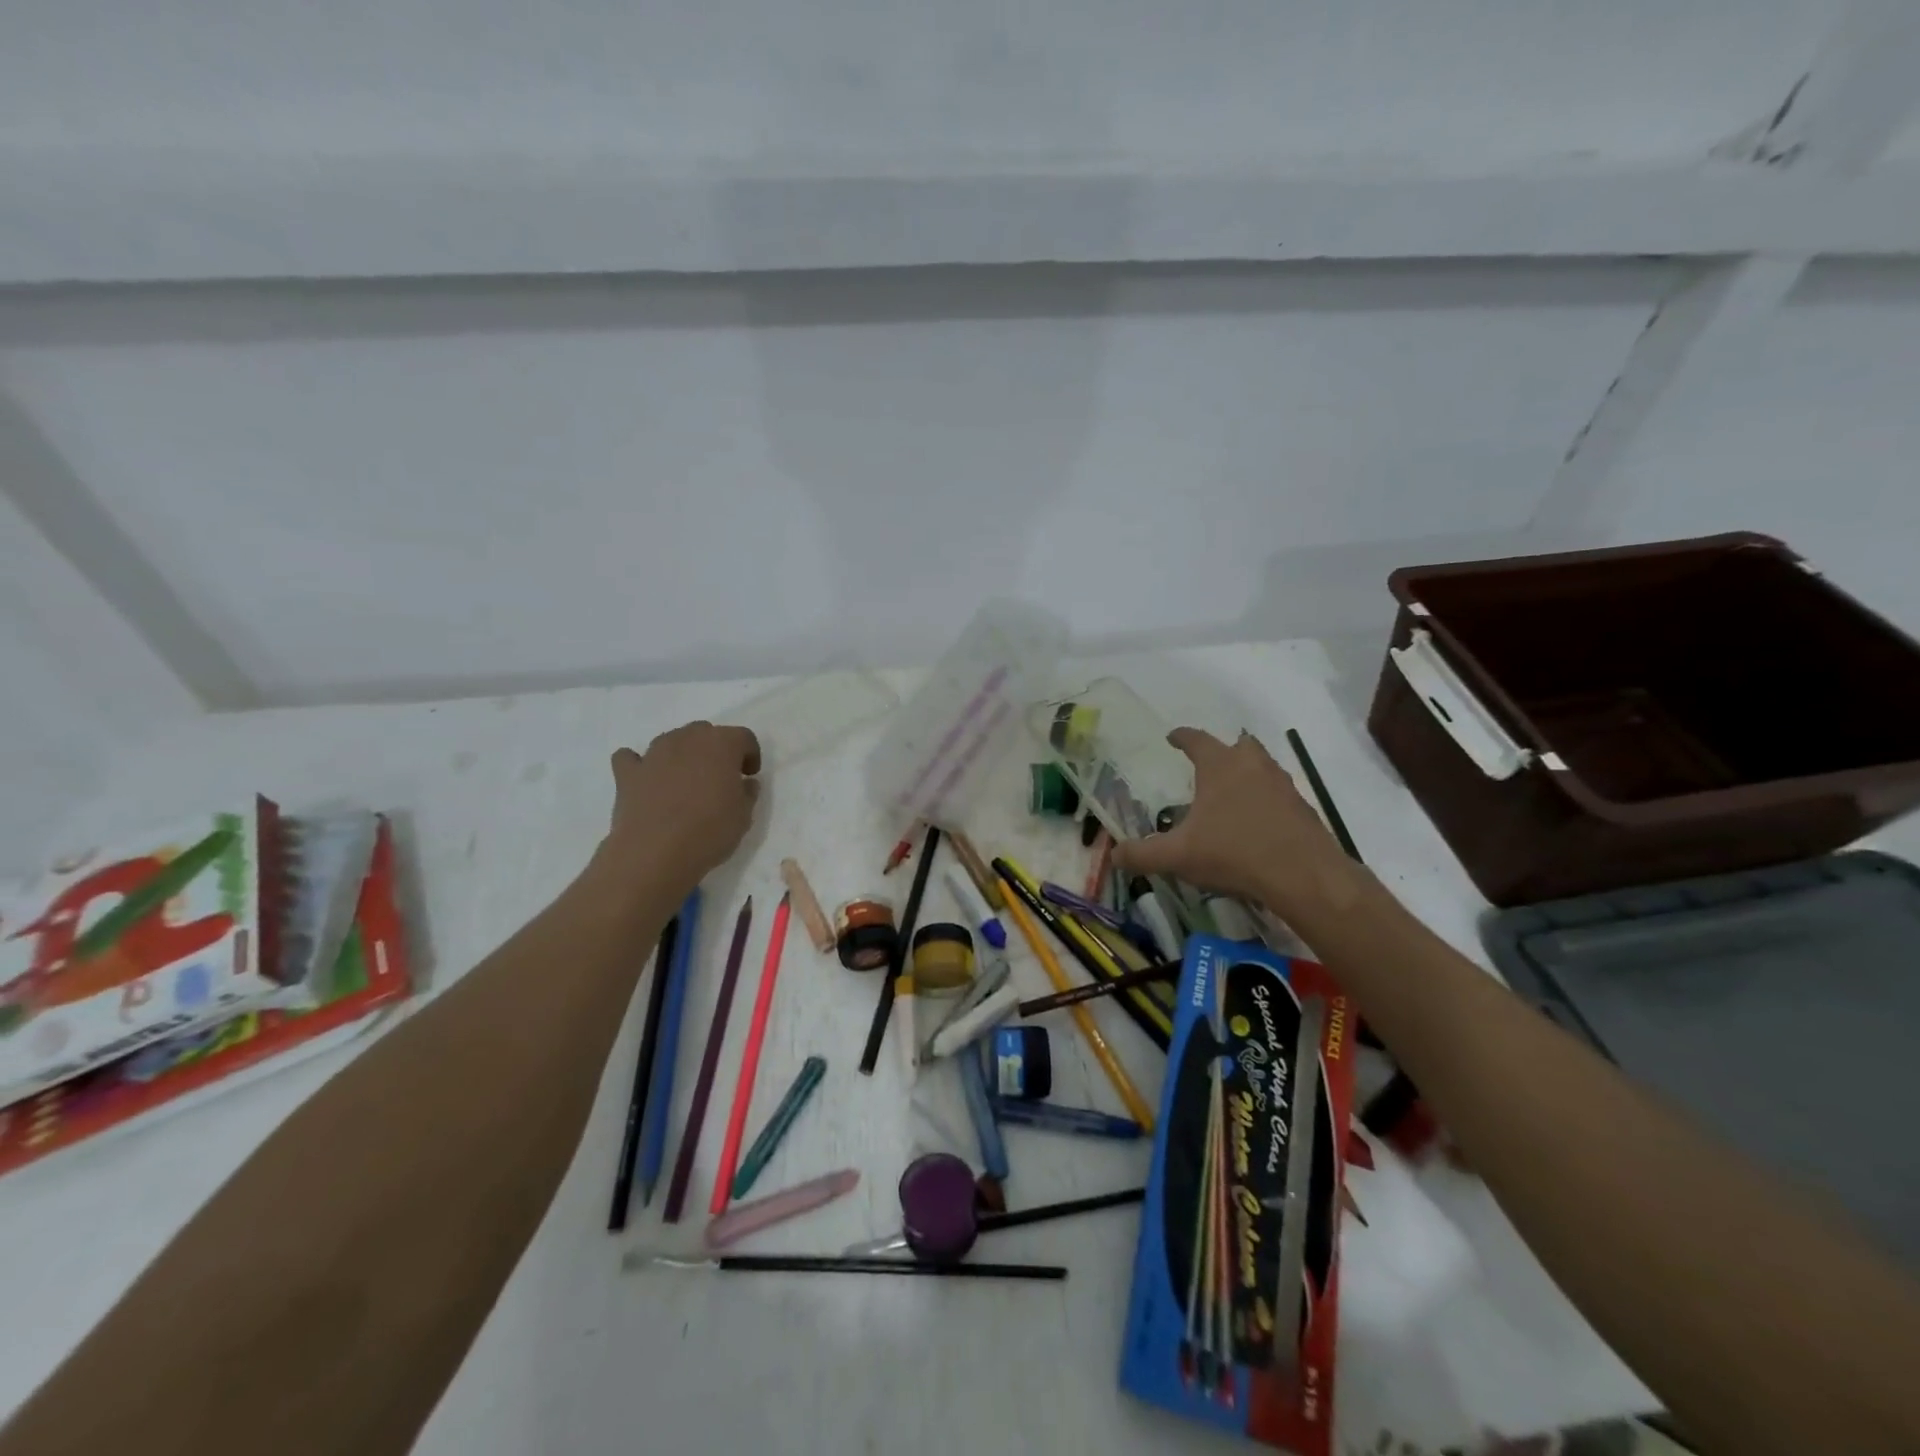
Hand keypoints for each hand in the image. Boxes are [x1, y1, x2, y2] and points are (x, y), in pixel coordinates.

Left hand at [600, 721, 761, 895]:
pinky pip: (631, 758)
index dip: (750, 754)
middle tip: (719, 777)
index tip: (749, 775)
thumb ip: (747, 793)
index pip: (743, 737)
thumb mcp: (744, 816)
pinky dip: (640, 764)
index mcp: (722, 744)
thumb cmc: (709, 831)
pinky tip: (647, 780)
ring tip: (686, 781)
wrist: (656, 853)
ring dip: (682, 754)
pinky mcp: (628, 773)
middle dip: (715, 750)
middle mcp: (687, 739)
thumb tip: (744, 783)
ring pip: (672, 740)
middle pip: (705, 732)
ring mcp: (654, 754)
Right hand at [1113, 728, 1371, 930]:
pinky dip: (1265, 801)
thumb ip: (1143, 854)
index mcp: (1220, 766)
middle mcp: (1253, 767)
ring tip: (1231, 796)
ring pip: (1263, 768)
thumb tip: (1114, 856)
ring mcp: (1283, 786)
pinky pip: (1279, 795)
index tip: (1172, 737)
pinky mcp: (1303, 810)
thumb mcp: (1178, 857)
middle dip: (1223, 751)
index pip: (1197, 740)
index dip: (1182, 737)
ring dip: (1247, 775)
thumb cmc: (1234, 853)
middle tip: (1209, 764)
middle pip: (1239, 746)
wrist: (1304, 876)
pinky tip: (1256, 825)